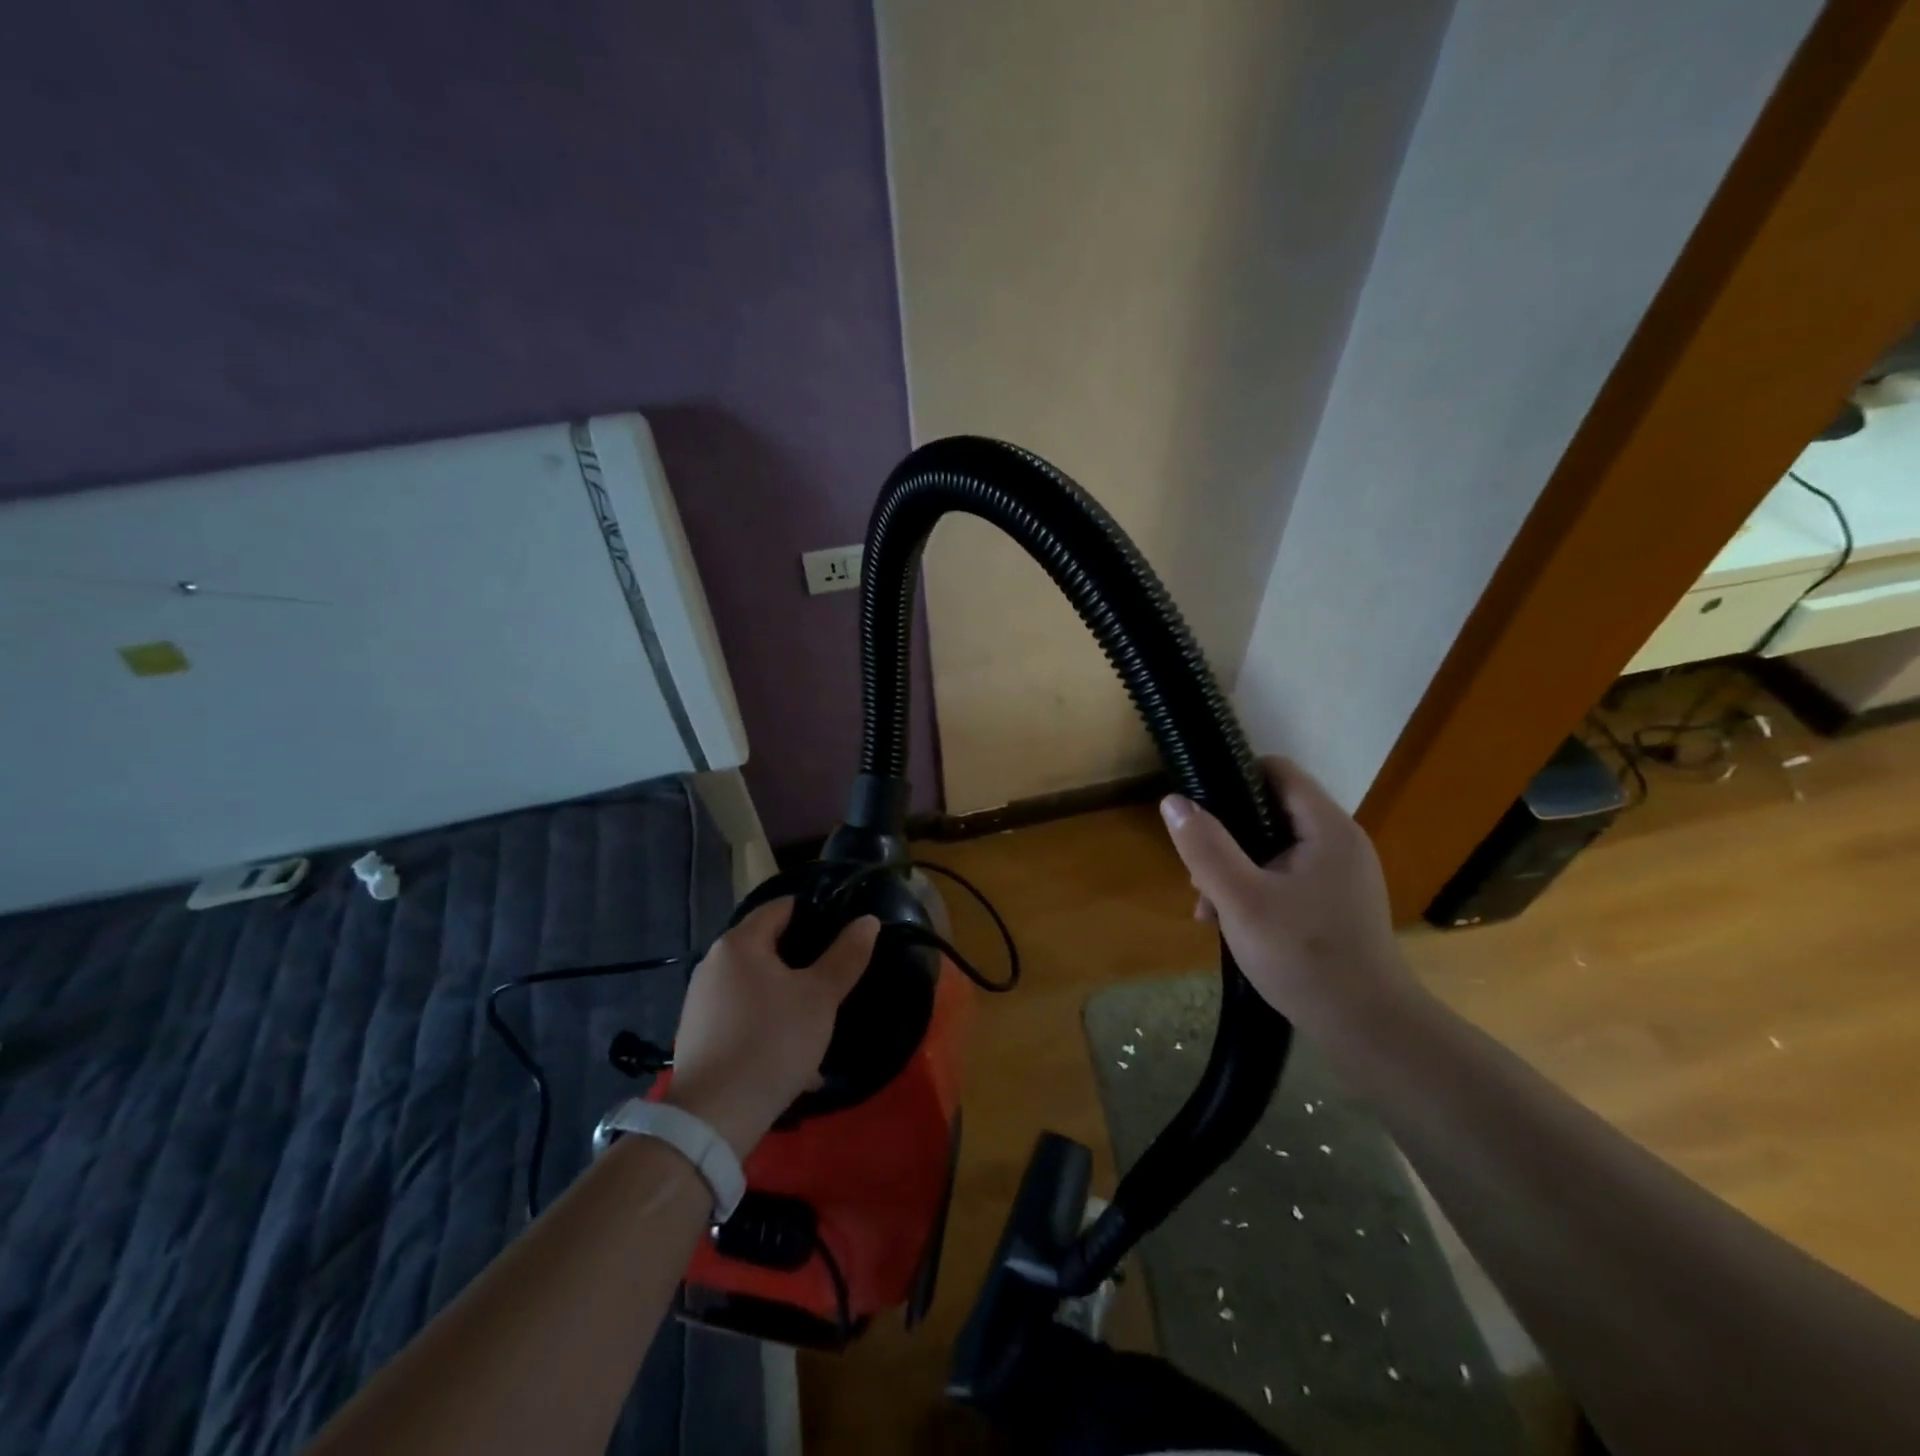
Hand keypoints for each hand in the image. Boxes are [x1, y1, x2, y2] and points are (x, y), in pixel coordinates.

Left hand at [664, 899, 877, 1157]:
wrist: (713, 1118)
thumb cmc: (772, 1042)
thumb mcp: (820, 998)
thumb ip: (846, 956)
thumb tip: (868, 921)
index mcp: (739, 943)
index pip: (781, 907)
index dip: (815, 912)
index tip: (843, 931)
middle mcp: (713, 963)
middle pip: (768, 947)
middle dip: (803, 961)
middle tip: (836, 978)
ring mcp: (701, 1001)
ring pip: (757, 986)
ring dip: (787, 997)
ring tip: (818, 1022)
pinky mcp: (698, 1035)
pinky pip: (743, 1016)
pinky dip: (767, 1024)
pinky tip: (791, 1056)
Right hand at [1159, 757, 1416, 1034]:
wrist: (1367, 1028)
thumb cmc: (1302, 956)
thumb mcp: (1239, 899)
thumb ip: (1205, 847)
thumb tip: (1173, 801)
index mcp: (1326, 828)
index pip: (1276, 770)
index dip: (1232, 778)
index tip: (1198, 810)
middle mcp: (1339, 841)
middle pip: (1270, 811)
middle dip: (1226, 837)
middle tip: (1198, 875)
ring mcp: (1341, 874)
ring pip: (1273, 848)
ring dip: (1235, 869)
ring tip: (1208, 908)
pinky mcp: (1336, 902)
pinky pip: (1287, 877)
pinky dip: (1256, 889)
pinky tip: (1231, 923)